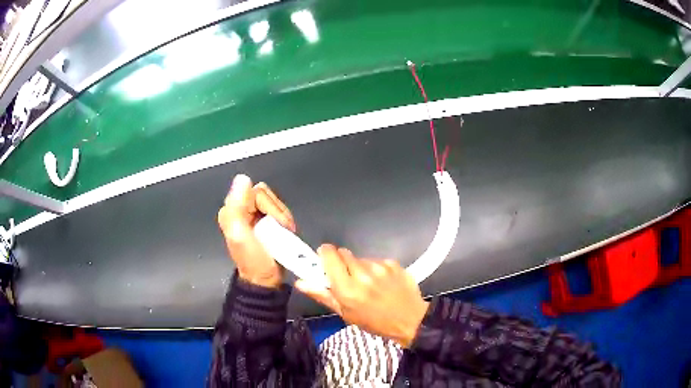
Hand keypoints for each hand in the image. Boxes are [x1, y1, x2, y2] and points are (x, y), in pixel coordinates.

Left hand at [217, 174, 295, 287]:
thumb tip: (243, 178)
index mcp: (232, 210)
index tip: (273, 223)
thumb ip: (238, 206)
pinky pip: (280, 211)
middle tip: (280, 229)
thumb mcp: (240, 234)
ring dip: (283, 218)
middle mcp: (242, 209)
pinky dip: (286, 221)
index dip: (269, 206)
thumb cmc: (253, 260)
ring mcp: (256, 216)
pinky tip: (286, 233)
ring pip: (275, 203)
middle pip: (267, 195)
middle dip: (277, 212)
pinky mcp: (267, 222)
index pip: (256, 191)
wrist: (266, 280)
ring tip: (283, 234)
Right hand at [296, 244, 429, 347]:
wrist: (410, 320)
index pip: (329, 254)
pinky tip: (382, 282)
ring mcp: (379, 267)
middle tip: (347, 278)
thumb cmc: (374, 322)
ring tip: (368, 283)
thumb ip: (322, 295)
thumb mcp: (345, 314)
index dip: (325, 254)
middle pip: (343, 253)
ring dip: (359, 267)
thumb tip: (301, 282)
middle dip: (341, 263)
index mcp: (347, 288)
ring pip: (360, 257)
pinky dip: (375, 268)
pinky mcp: (393, 263)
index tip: (325, 260)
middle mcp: (362, 273)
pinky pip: (376, 260)